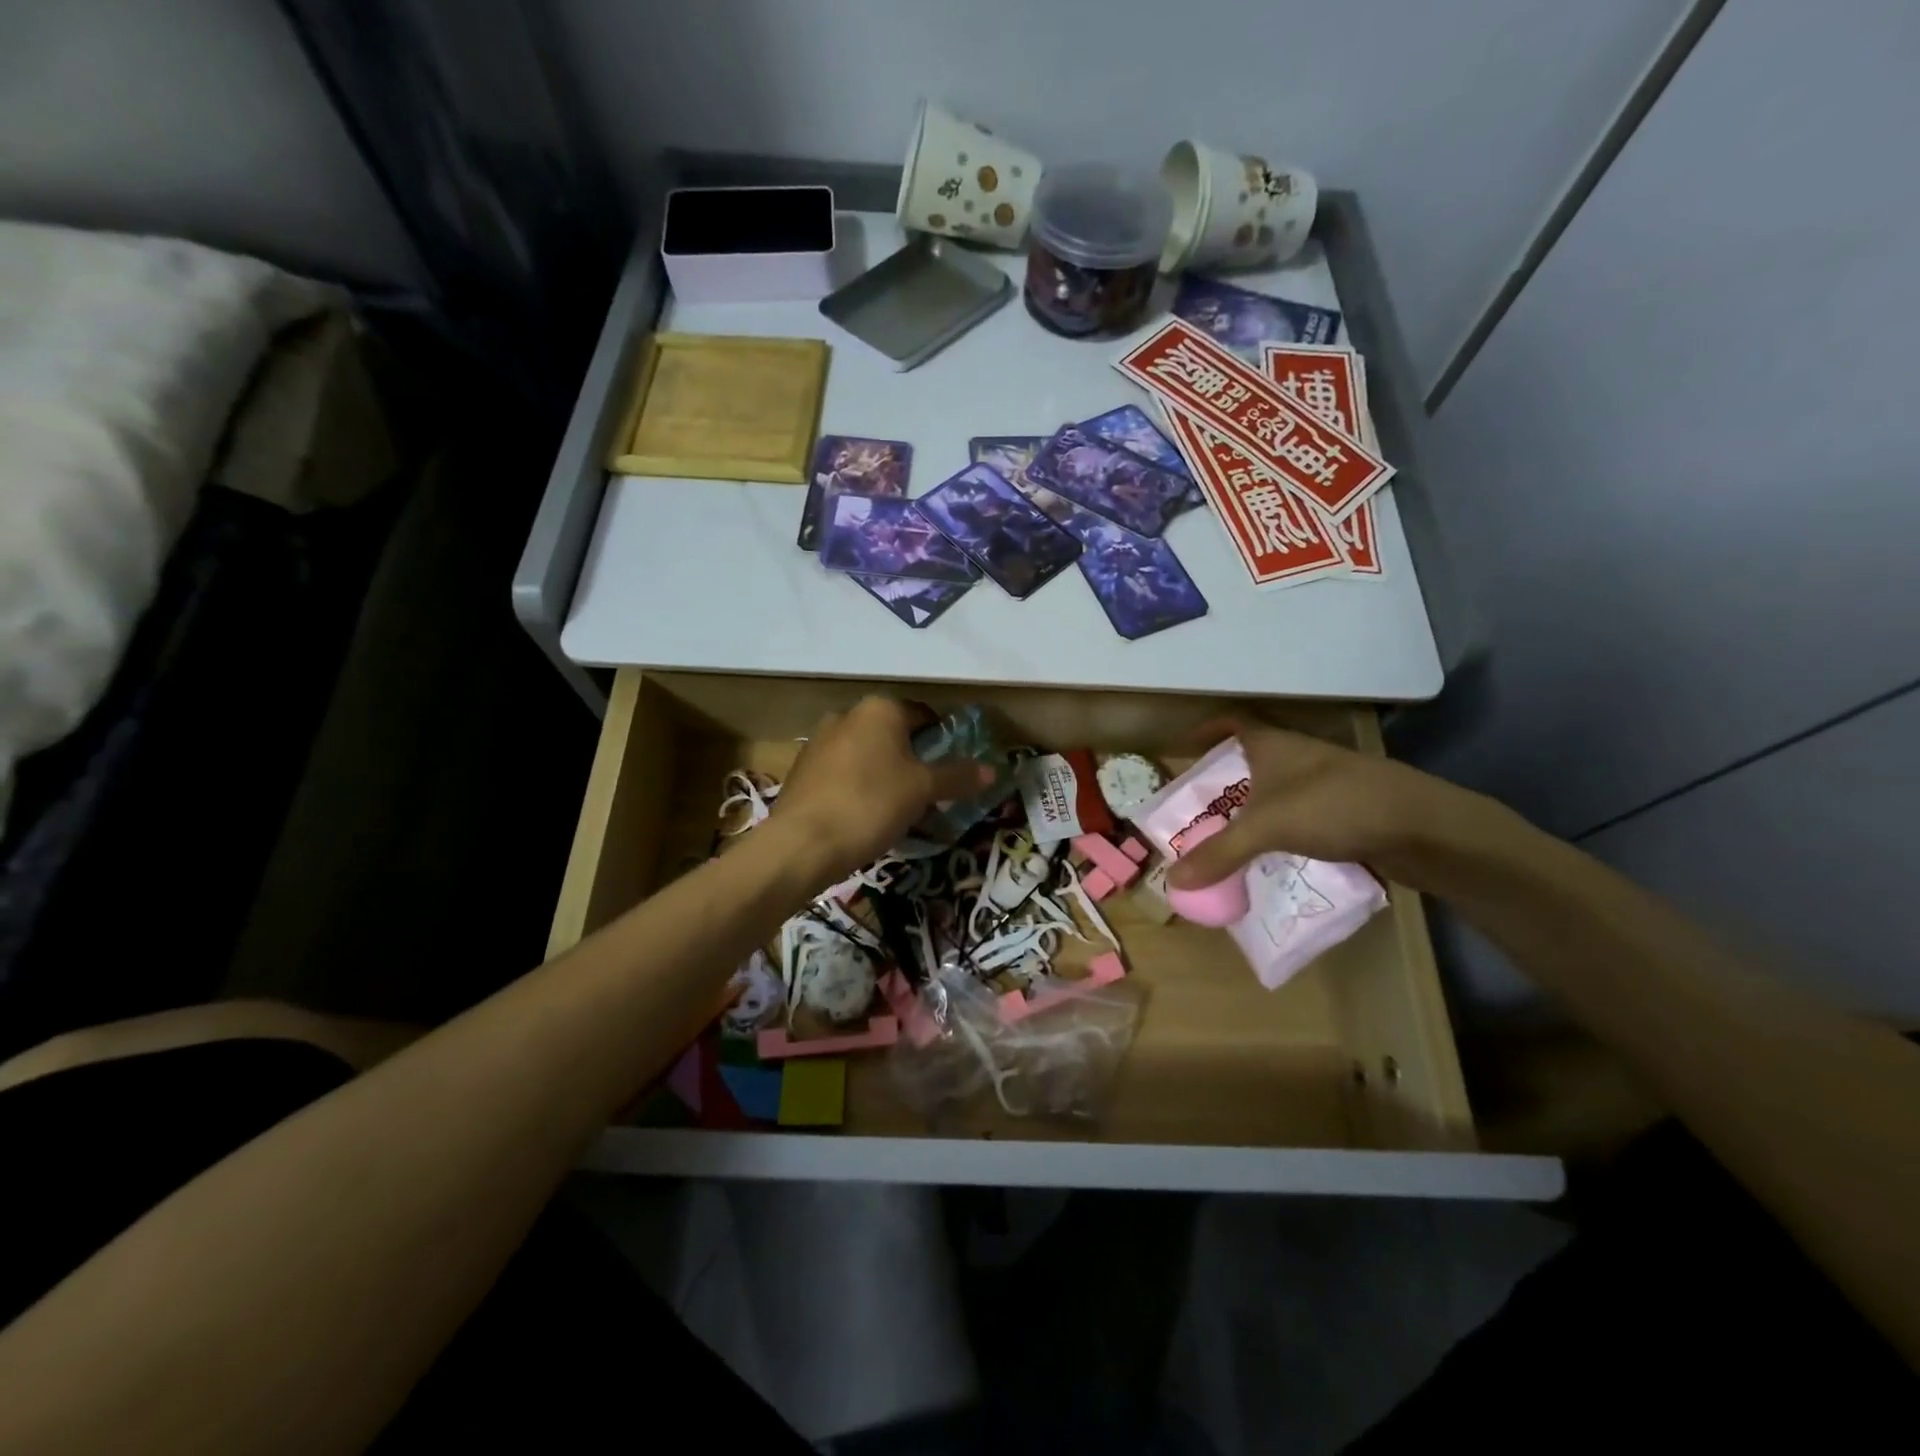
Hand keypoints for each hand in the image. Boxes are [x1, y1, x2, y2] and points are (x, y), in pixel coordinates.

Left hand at [772, 698, 993, 883]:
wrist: (802, 843)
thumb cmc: (871, 804)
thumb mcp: (923, 790)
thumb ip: (957, 776)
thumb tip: (992, 769)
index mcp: (880, 709)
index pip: (923, 715)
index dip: (942, 741)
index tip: (952, 770)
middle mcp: (847, 715)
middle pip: (893, 734)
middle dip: (912, 760)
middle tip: (928, 793)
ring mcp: (819, 741)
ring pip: (866, 754)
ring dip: (884, 774)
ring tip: (897, 810)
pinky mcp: (802, 770)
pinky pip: (843, 773)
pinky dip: (858, 787)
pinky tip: (865, 816)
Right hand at [1164, 720, 1467, 890]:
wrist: (1421, 826)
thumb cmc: (1334, 806)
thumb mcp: (1266, 827)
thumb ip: (1219, 853)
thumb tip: (1172, 879)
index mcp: (1274, 744)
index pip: (1233, 722)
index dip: (1208, 730)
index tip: (1183, 747)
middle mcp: (1298, 757)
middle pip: (1252, 758)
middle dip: (1224, 778)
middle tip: (1195, 805)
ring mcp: (1325, 783)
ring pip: (1277, 789)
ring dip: (1252, 806)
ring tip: (1224, 832)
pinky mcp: (1346, 811)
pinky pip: (1300, 816)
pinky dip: (1280, 829)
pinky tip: (1269, 853)